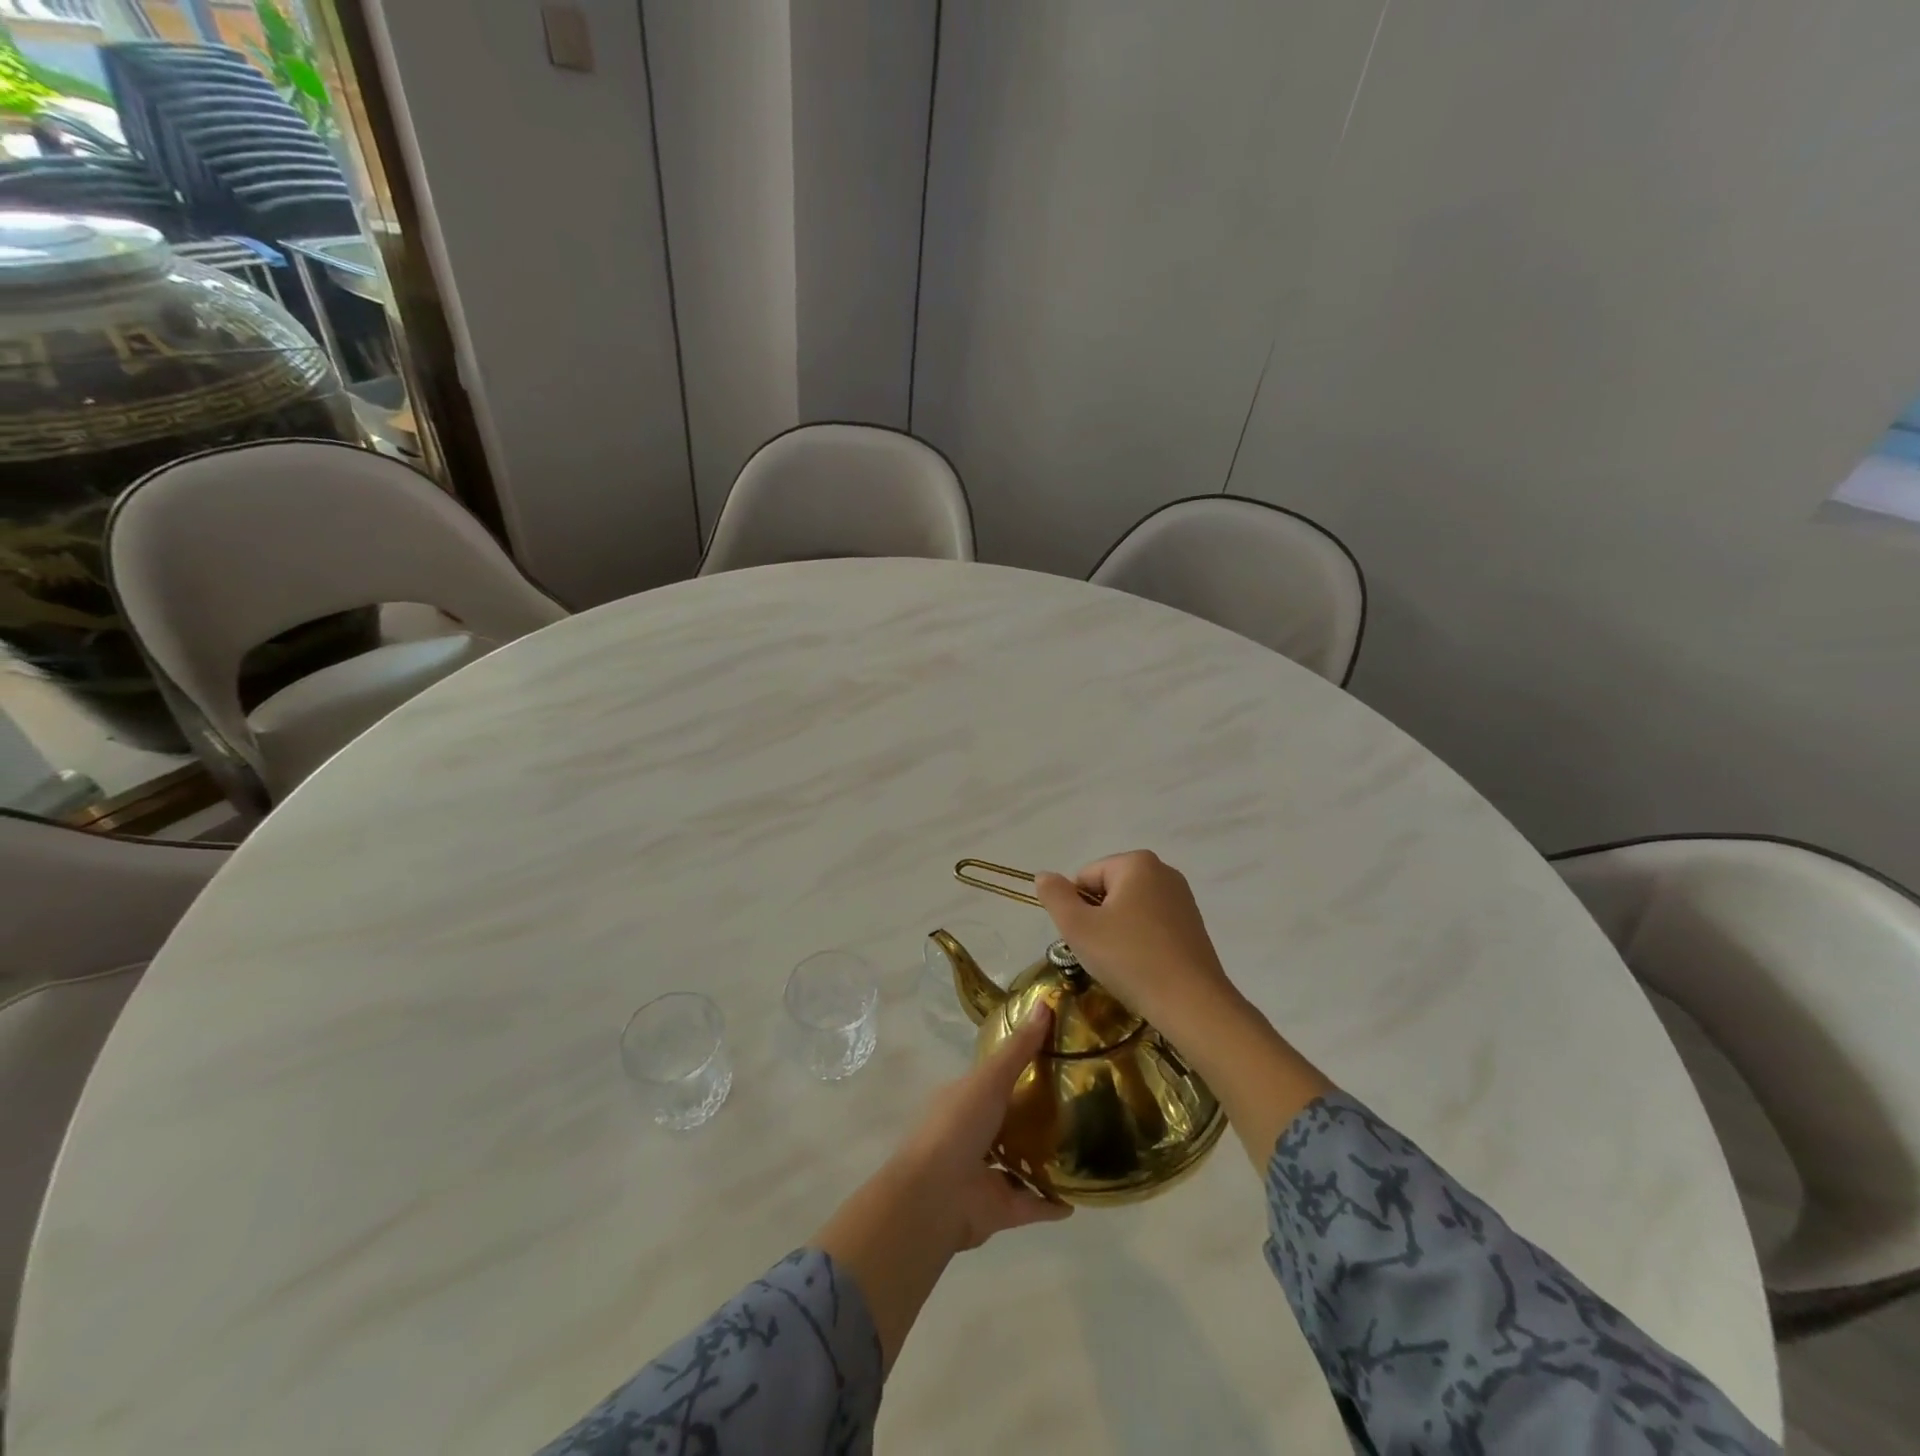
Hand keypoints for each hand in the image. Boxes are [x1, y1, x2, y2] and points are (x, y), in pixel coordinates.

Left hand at [890, 1002, 1074, 1250]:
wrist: (934, 1197)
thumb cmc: (957, 1126)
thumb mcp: (990, 1078)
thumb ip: (1019, 1048)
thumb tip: (1046, 1003)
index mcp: (964, 1100)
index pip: (994, 1079)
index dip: (1020, 1067)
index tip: (1056, 1057)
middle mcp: (973, 1134)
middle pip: (1009, 1121)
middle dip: (1036, 1115)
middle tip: (1079, 1104)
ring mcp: (984, 1174)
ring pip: (1019, 1163)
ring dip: (1044, 1160)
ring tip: (1084, 1148)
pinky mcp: (999, 1209)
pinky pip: (1032, 1204)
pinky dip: (1052, 1203)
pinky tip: (1079, 1198)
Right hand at [1034, 851, 1236, 1030]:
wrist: (1191, 1004)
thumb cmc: (1129, 958)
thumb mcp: (1078, 927)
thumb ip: (1054, 896)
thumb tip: (1043, 875)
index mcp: (1136, 862)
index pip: (1085, 878)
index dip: (1077, 909)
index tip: (1087, 939)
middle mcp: (1163, 871)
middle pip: (1108, 891)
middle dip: (1098, 920)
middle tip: (1102, 953)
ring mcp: (1182, 898)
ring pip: (1129, 910)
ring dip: (1117, 933)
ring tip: (1123, 964)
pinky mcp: (1193, 925)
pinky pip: (1151, 925)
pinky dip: (1140, 942)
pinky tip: (1143, 968)